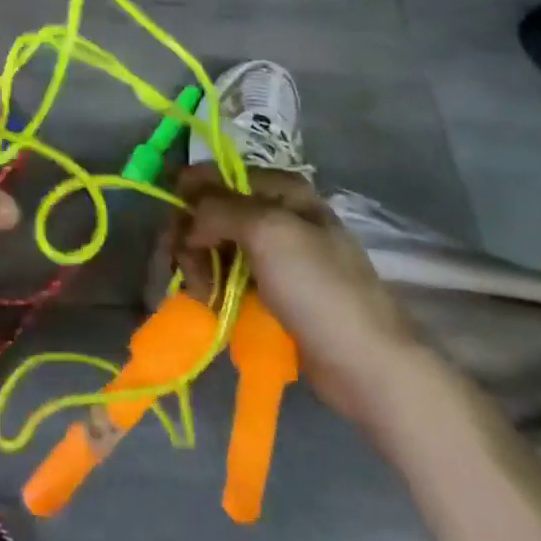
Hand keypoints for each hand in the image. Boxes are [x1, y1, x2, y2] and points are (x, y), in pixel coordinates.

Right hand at [172, 163, 422, 428]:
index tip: (174, 225)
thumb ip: (218, 208)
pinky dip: (211, 286)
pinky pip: (226, 276)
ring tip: (204, 295)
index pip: (217, 175)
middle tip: (187, 267)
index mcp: (282, 190)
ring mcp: (273, 254)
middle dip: (192, 237)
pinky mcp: (269, 290)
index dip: (189, 194)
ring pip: (213, 245)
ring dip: (198, 267)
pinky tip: (211, 303)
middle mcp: (276, 214)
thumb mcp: (268, 232)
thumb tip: (185, 215)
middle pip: (210, 211)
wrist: (367, 366)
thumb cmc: (320, 290)